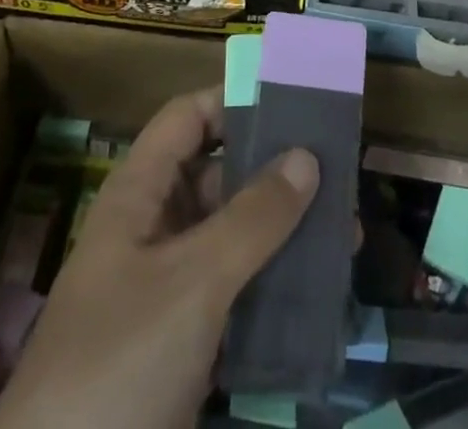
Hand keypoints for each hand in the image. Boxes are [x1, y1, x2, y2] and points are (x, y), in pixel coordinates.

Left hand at [0, 90, 317, 428]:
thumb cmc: (119, 366)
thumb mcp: (191, 283)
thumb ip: (252, 218)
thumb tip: (308, 155)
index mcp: (140, 195)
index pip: (188, 118)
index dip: (235, 101)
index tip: (297, 102)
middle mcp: (153, 230)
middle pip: (219, 176)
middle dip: (277, 172)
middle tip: (342, 173)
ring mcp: (167, 291)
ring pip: (234, 238)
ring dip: (285, 234)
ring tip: (348, 234)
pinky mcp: (183, 347)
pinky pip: (237, 295)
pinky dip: (275, 289)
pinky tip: (323, 295)